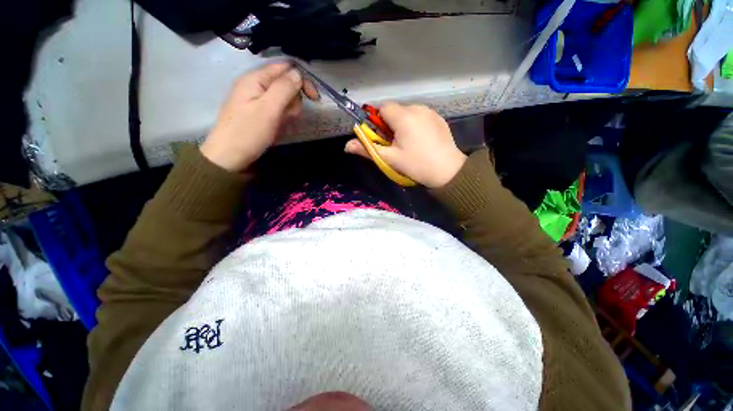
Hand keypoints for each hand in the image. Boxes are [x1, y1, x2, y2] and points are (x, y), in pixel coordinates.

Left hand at [200, 63, 318, 171]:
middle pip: (285, 84)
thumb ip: (284, 88)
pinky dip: (281, 119)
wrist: (229, 157)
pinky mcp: (258, 113)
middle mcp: (255, 85)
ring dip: (288, 112)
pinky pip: (277, 111)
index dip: (302, 80)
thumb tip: (298, 73)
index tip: (314, 98)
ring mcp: (256, 100)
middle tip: (288, 116)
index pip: (285, 68)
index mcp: (255, 78)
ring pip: (283, 99)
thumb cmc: (248, 132)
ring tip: (280, 125)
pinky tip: (277, 128)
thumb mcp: (269, 109)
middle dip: (293, 101)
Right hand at [344, 103, 466, 187]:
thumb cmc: (416, 165)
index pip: (382, 108)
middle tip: (395, 144)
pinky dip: (415, 125)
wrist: (448, 171)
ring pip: (408, 113)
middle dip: (390, 124)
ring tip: (409, 144)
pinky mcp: (439, 118)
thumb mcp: (390, 159)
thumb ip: (367, 149)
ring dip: (403, 124)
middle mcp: (417, 108)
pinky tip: (421, 141)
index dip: (378, 122)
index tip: (382, 137)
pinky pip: (420, 116)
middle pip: (395, 110)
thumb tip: (347, 146)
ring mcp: (430, 112)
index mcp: (404, 116)